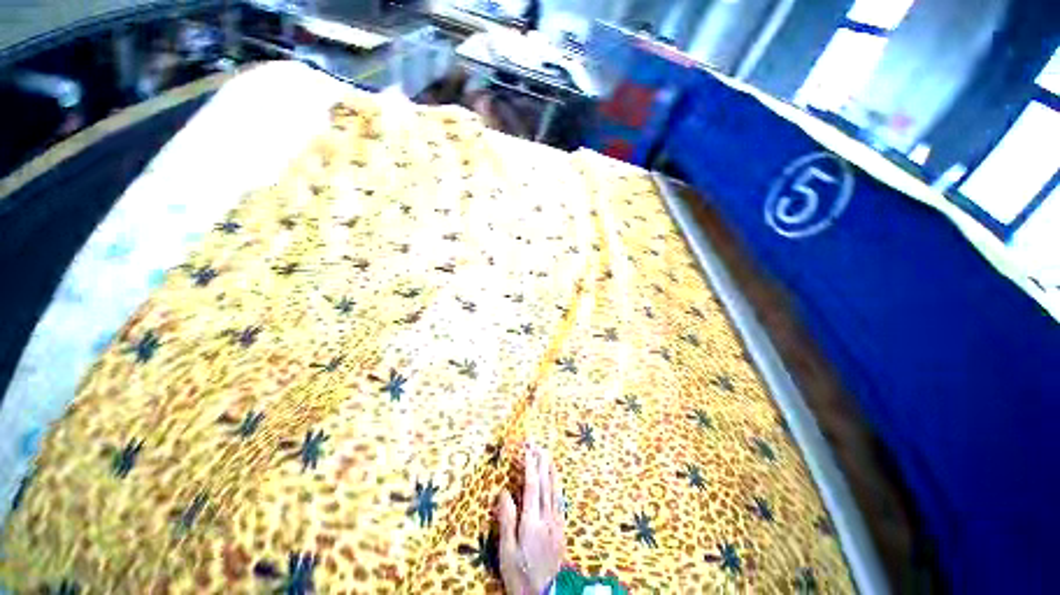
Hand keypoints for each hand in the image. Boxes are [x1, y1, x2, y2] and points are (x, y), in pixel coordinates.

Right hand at [495, 444, 564, 594]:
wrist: (542, 589)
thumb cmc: (518, 571)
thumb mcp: (506, 548)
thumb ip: (507, 520)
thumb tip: (505, 493)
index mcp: (531, 523)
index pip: (531, 489)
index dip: (530, 469)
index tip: (529, 451)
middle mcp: (547, 521)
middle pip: (546, 488)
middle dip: (543, 466)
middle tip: (540, 447)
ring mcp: (557, 526)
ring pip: (556, 495)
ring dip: (552, 476)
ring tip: (550, 460)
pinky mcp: (561, 533)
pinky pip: (560, 506)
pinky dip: (557, 491)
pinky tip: (557, 488)